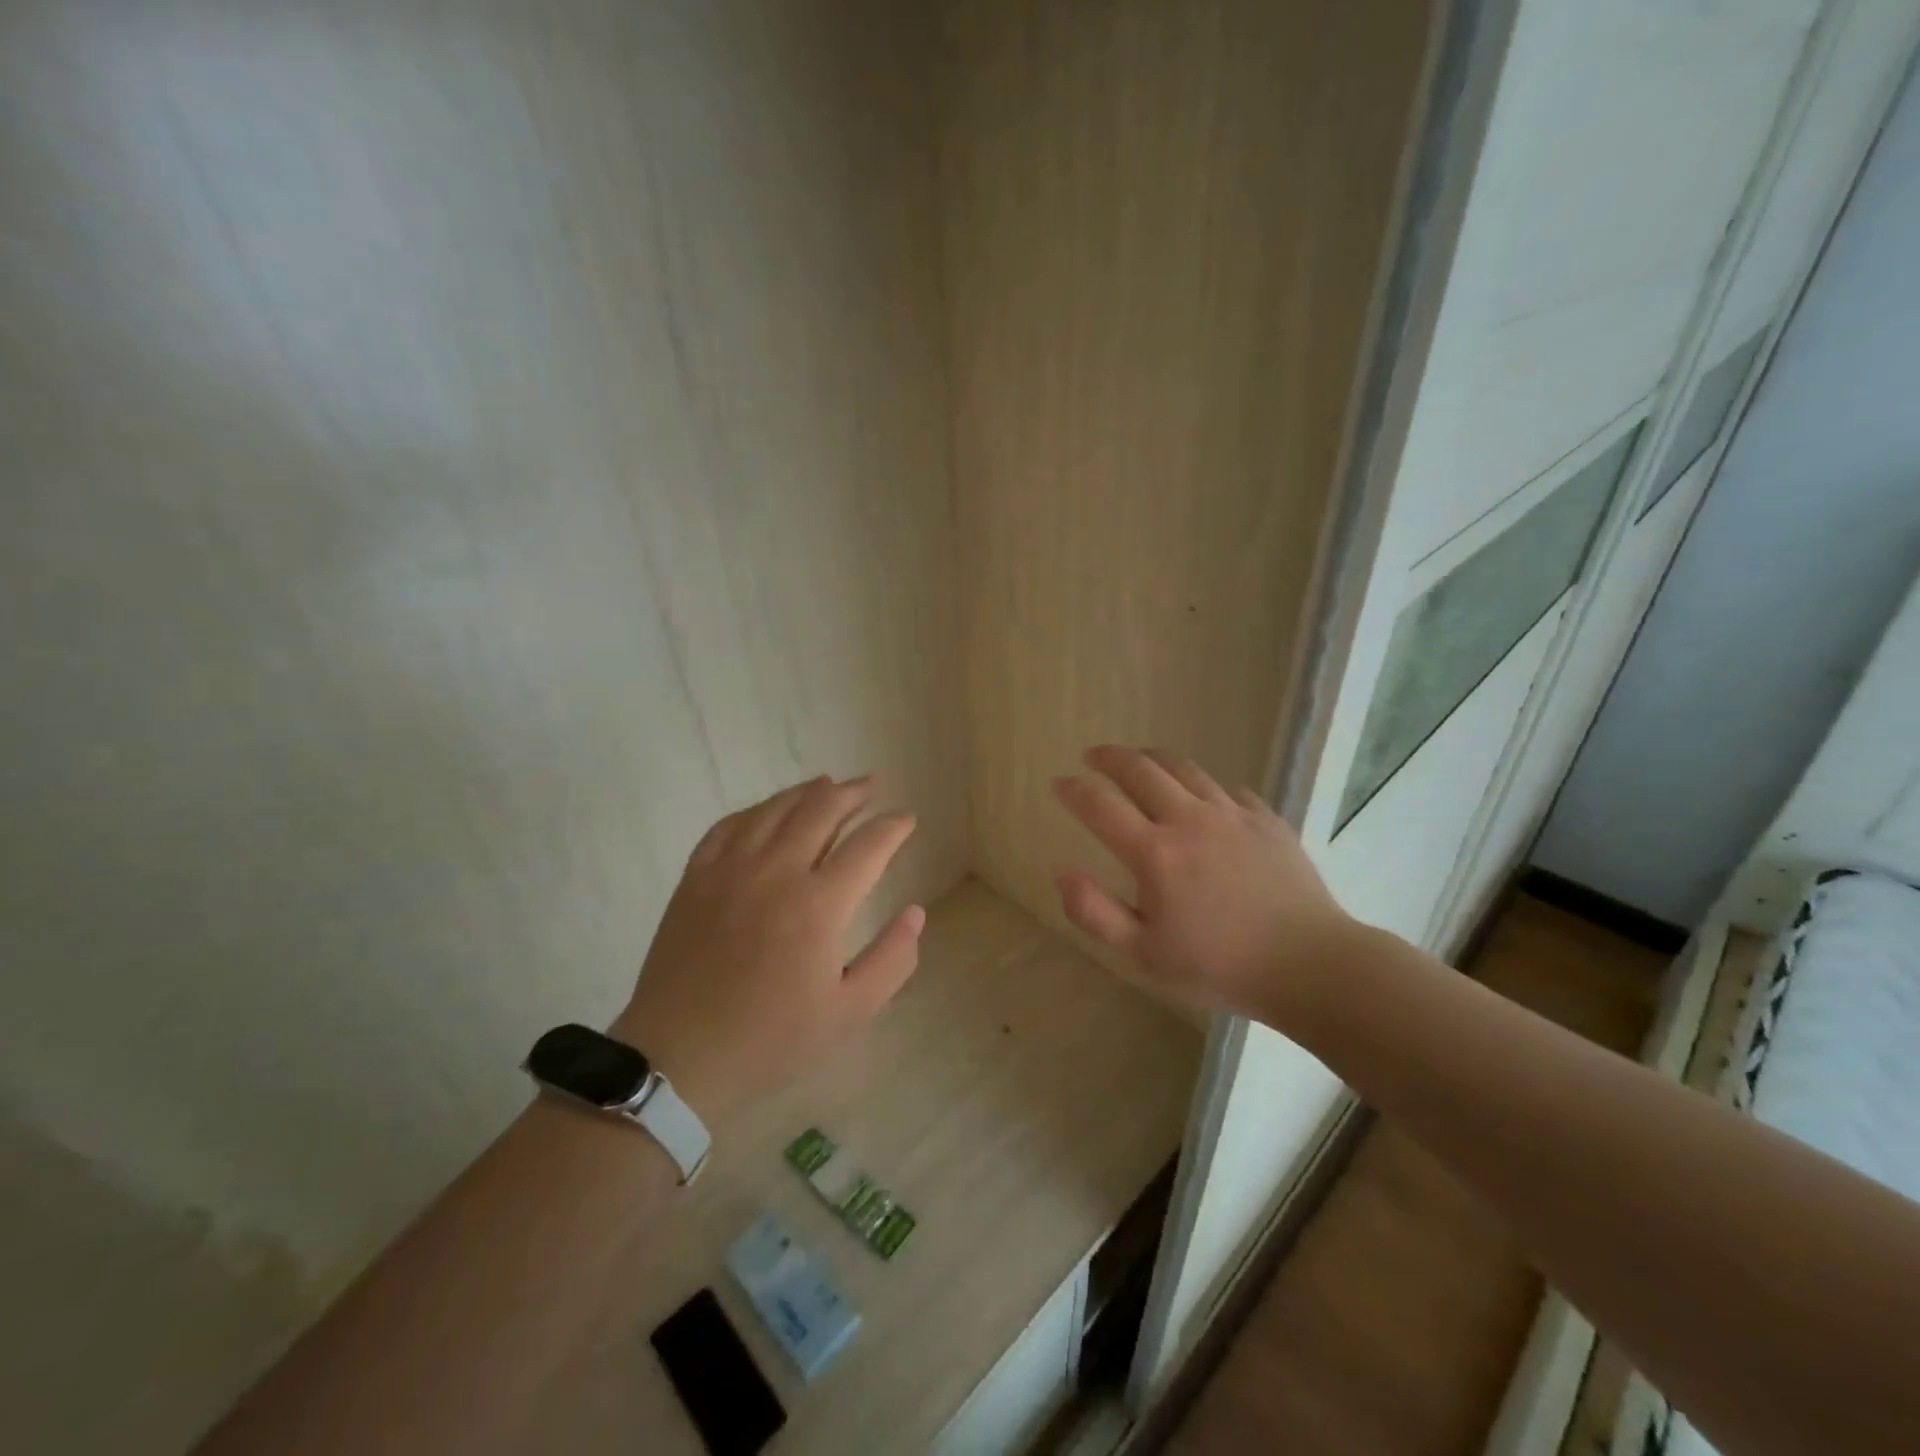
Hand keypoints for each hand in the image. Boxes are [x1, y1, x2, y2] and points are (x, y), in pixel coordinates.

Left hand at [611, 775, 922, 1122]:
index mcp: (819, 904)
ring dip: (807, 791)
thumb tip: (915, 912)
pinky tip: (768, 811)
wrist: (679, 1058)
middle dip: (853, 794)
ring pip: (775, 809)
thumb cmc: (772, 1040)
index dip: (893, 827)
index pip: (868, 846)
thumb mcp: (850, 1013)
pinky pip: (729, 825)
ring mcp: (730, 869)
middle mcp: (776, 871)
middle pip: (821, 810)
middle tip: (871, 787)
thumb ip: (892, 959)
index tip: (907, 819)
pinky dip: (757, 810)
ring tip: (828, 784)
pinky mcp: (696, 878)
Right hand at [1051, 745, 1354, 1026]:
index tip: (1060, 784)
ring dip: (1152, 759)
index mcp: (1155, 853)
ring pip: (1184, 768)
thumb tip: (1061, 872)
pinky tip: (1202, 798)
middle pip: (1141, 769)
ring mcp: (1232, 814)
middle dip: (1110, 757)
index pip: (1100, 805)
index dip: (1074, 790)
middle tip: (1093, 756)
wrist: (1310, 966)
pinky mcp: (1266, 819)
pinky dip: (1203, 786)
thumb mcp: (1144, 954)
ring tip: (1139, 760)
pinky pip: (1227, 789)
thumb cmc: (1219, 966)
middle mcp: (1189, 820)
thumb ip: (1095, 912)